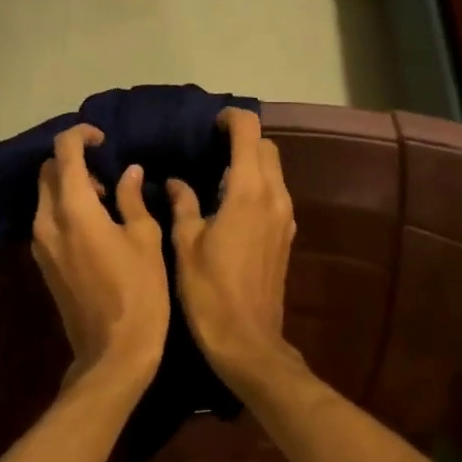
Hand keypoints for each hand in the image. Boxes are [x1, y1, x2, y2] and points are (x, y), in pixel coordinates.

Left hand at [31, 124, 169, 387]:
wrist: (112, 354)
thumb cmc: (139, 293)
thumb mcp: (145, 239)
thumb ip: (132, 199)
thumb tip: (128, 172)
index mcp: (74, 209)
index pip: (64, 151)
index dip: (81, 135)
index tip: (104, 138)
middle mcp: (47, 220)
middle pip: (47, 170)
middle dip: (72, 160)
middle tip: (107, 171)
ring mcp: (40, 243)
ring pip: (44, 194)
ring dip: (69, 184)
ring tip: (107, 199)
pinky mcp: (42, 262)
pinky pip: (47, 218)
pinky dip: (65, 207)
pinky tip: (96, 224)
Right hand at [166, 109, 299, 391]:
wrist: (248, 342)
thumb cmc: (210, 291)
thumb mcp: (186, 243)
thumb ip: (182, 204)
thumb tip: (174, 182)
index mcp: (248, 191)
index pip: (249, 132)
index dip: (231, 119)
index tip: (209, 124)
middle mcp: (274, 196)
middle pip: (266, 147)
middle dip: (242, 139)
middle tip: (209, 147)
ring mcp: (285, 216)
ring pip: (274, 170)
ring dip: (251, 162)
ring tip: (215, 173)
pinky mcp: (287, 235)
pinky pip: (275, 193)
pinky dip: (257, 185)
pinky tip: (230, 203)